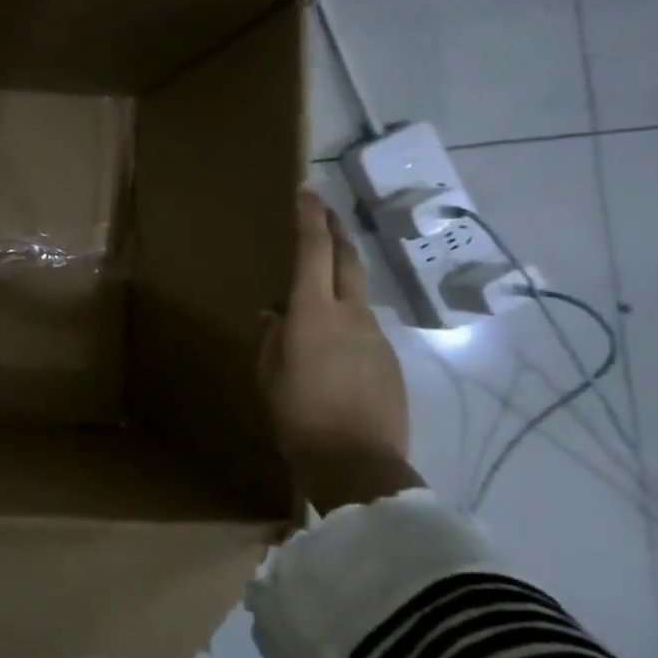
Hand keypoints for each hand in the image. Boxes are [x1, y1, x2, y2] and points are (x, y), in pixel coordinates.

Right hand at [259, 188, 419, 512]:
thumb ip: (271, 339)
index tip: (306, 192)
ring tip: (315, 288)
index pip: (314, 252)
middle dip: (334, 230)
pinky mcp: (389, 361)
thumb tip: (275, 316)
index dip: (310, 219)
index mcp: (314, 314)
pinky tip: (330, 345)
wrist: (359, 465)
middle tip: (323, 209)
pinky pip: (364, 328)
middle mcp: (351, 315)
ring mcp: (376, 337)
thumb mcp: (268, 375)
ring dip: (339, 278)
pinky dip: (345, 319)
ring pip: (356, 294)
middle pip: (347, 259)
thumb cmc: (298, 416)